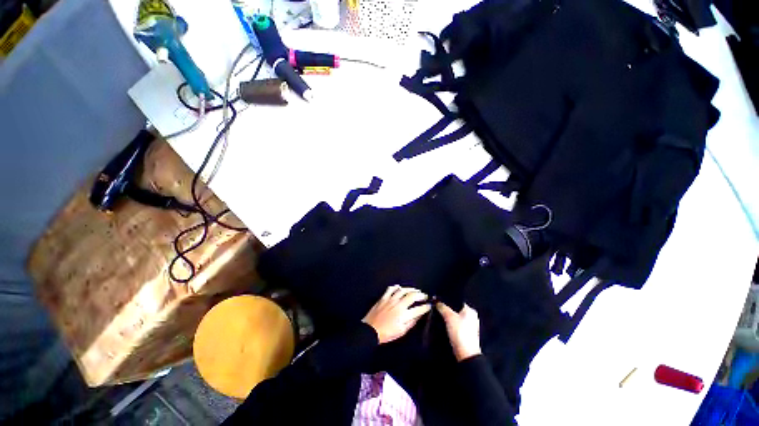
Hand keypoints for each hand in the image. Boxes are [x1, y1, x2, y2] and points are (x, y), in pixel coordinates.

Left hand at [362, 285, 431, 343]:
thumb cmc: (387, 333)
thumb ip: (411, 323)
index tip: (429, 305)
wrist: (370, 330)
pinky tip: (400, 288)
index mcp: (404, 315)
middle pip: (412, 296)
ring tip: (415, 290)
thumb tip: (418, 316)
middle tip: (425, 295)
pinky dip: (396, 287)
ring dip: (411, 289)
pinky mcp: (384, 297)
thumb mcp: (401, 332)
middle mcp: (398, 304)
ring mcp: (390, 299)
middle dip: (420, 295)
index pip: (418, 309)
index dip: (425, 307)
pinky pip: (391, 289)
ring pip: (403, 290)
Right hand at [436, 302, 481, 360]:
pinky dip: (450, 324)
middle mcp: (472, 317)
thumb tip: (437, 301)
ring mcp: (469, 326)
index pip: (458, 301)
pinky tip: (443, 324)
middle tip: (437, 307)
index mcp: (470, 310)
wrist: (465, 355)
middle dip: (447, 309)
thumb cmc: (460, 333)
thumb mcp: (449, 317)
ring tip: (439, 315)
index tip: (439, 300)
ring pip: (455, 317)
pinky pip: (455, 325)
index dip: (448, 300)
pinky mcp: (465, 334)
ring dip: (448, 317)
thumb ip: (443, 307)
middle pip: (456, 309)